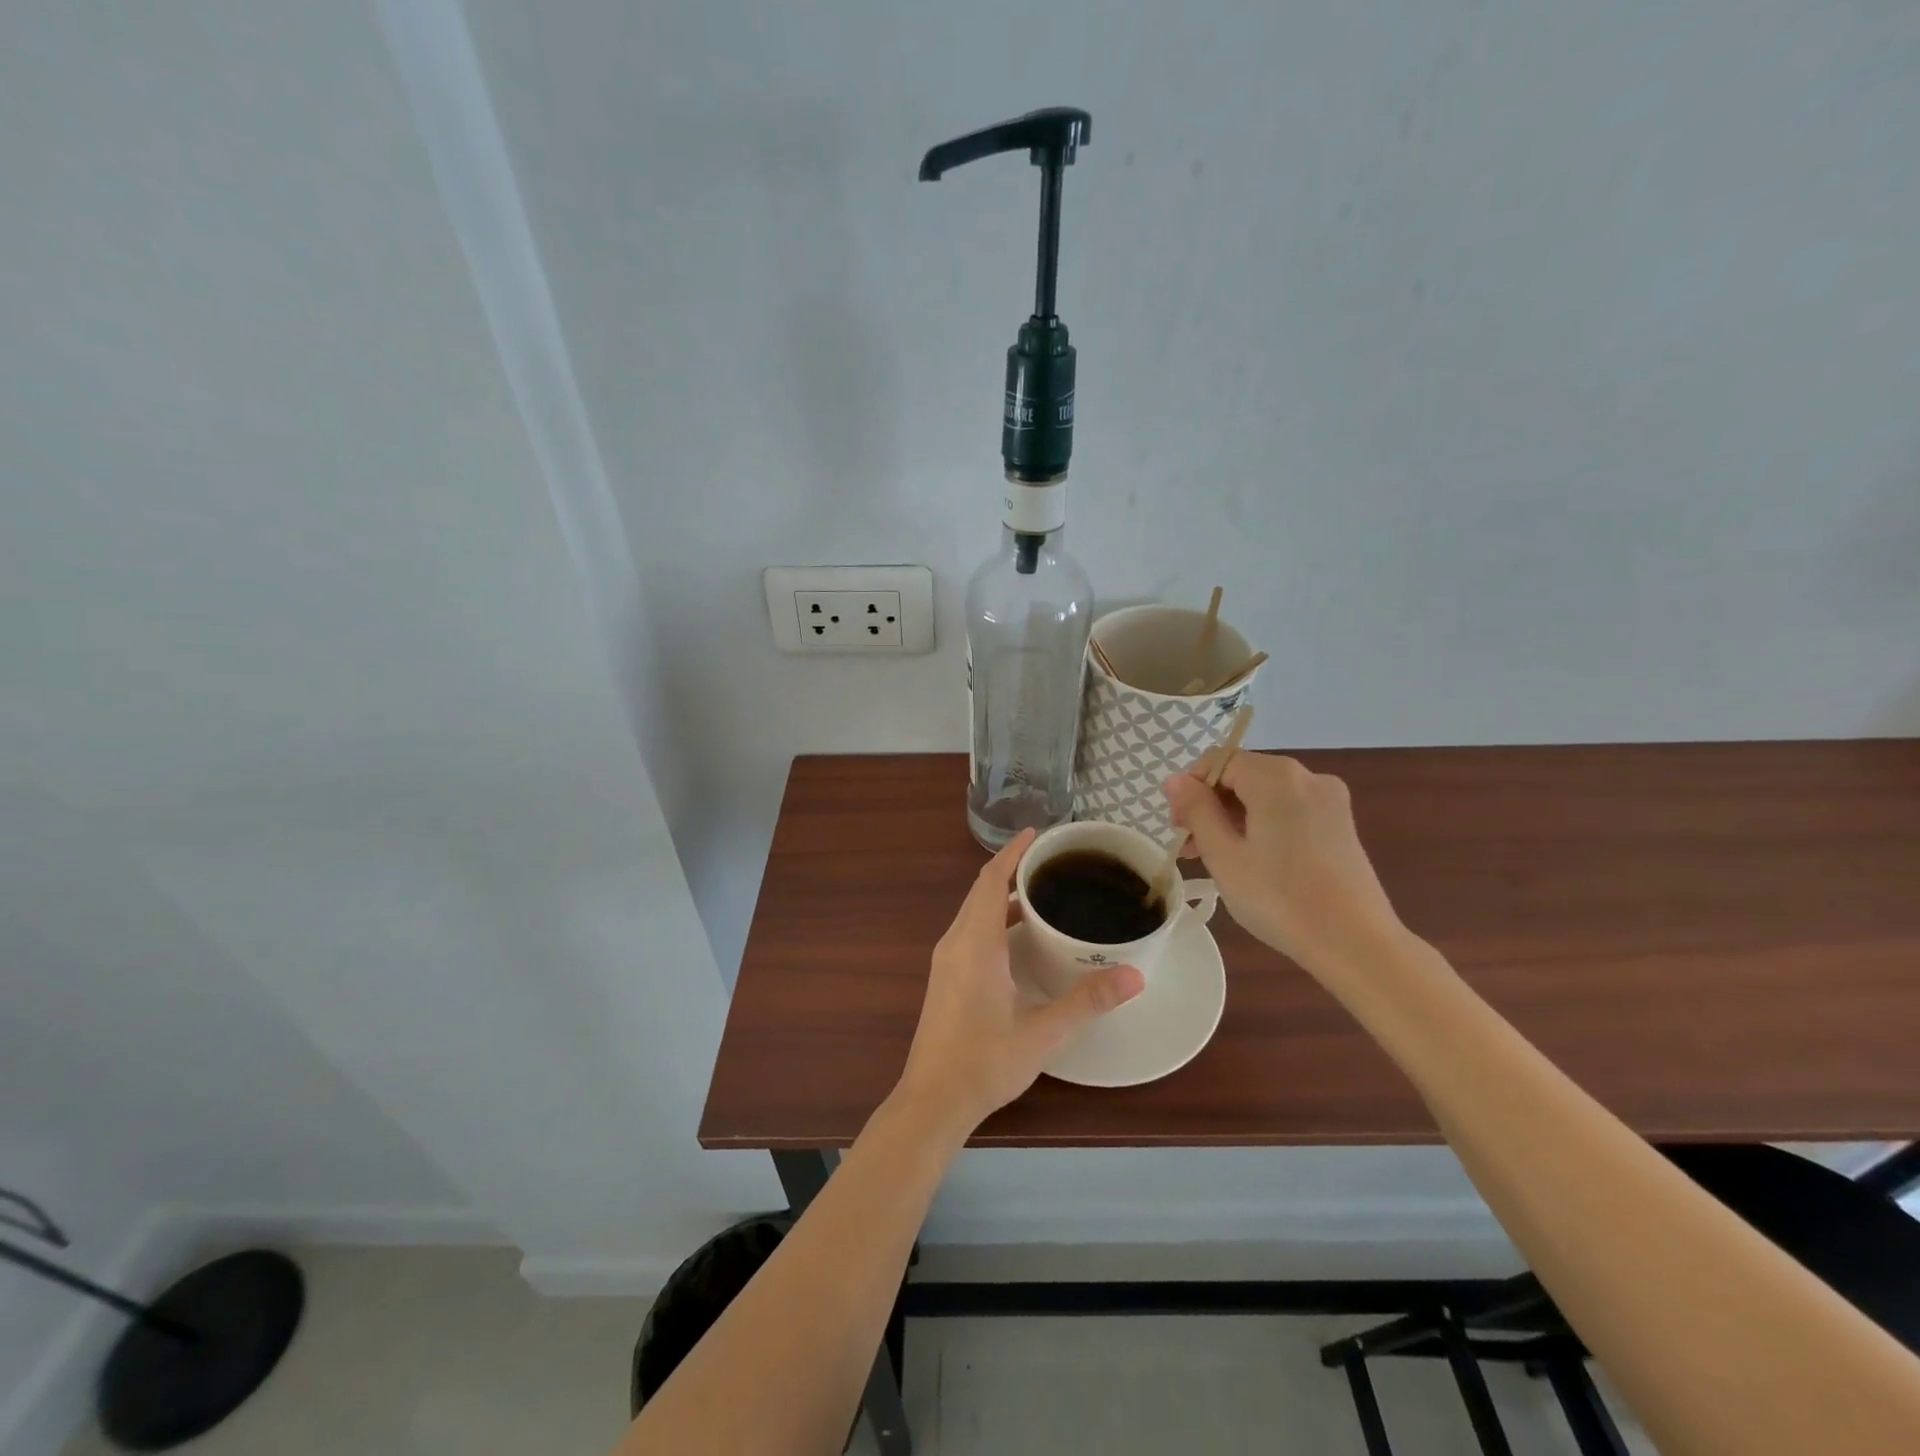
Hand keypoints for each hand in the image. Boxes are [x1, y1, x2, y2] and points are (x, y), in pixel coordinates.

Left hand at [896, 829, 1144, 1130]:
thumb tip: (1135, 976)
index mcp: (975, 943)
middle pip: (981, 891)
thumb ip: (1087, 1001)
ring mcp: (946, 961)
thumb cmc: (985, 1062)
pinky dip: (994, 919)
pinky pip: (970, 931)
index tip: (1036, 833)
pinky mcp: (945, 978)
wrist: (932, 1100)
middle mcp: (956, 942)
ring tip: (1042, 892)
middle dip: (1011, 869)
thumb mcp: (1043, 1032)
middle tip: (1050, 861)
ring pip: (974, 912)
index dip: (1012, 853)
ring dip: (1002, 896)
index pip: (991, 880)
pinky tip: (1020, 936)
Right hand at [1165, 753, 1401, 970]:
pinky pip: (1289, 810)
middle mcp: (1307, 776)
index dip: (1190, 788)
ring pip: (1266, 795)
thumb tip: (1175, 780)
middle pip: (1244, 775)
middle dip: (1211, 804)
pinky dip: (1262, 824)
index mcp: (1277, 777)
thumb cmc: (1279, 898)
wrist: (1356, 944)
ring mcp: (1330, 800)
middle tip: (1191, 846)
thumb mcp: (1224, 855)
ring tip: (1216, 858)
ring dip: (1234, 817)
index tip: (1178, 827)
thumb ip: (1197, 810)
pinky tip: (1252, 859)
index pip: (1218, 761)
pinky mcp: (1340, 824)